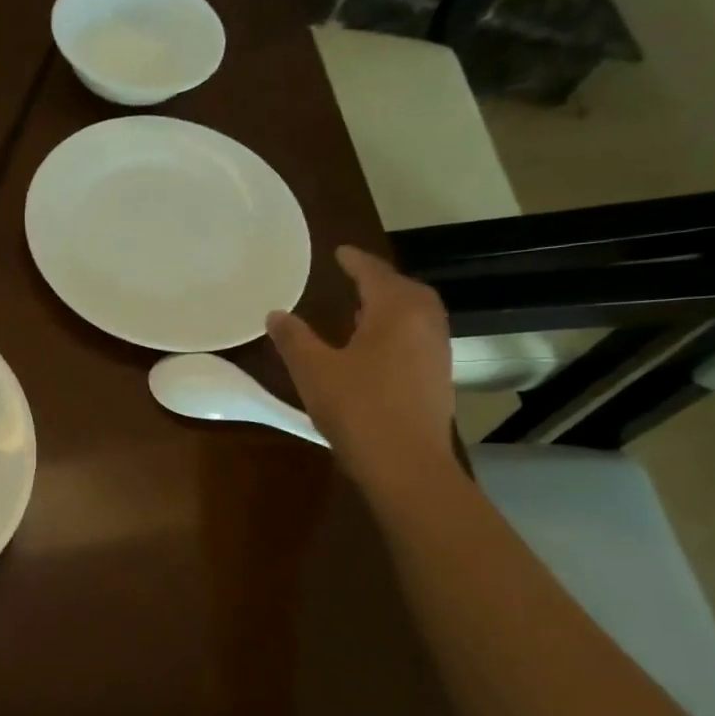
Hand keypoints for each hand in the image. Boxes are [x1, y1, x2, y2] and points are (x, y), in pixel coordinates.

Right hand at [267, 245, 455, 490]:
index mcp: (396, 311)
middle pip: (404, 289)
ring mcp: (436, 351)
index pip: (374, 273)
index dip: (354, 261)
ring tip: (363, 309)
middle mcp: (424, 323)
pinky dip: (398, 329)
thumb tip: (276, 313)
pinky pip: (418, 336)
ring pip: (416, 313)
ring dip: (391, 305)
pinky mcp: (438, 376)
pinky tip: (376, 347)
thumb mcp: (314, 371)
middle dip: (379, 280)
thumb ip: (294, 338)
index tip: (339, 252)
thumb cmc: (358, 409)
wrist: (406, 464)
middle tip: (354, 278)